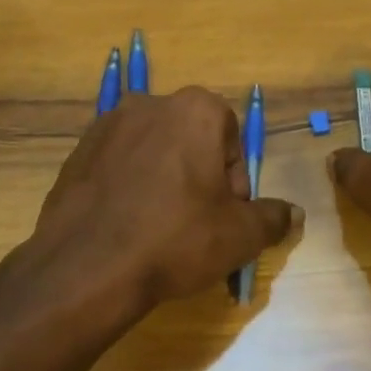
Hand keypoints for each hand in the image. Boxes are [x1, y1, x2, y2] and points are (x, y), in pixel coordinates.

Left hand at [29, 86, 299, 318]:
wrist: (86, 267)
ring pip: (153, 150)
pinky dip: (128, 186)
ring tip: (158, 227)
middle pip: (191, 139)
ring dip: (163, 179)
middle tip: (196, 222)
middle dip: (199, 175)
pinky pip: (118, 164)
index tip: (226, 213)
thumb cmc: (175, 238)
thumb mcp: (240, 235)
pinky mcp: (77, 151)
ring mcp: (107, 125)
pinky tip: (126, 225)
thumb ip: (273, 218)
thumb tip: (294, 213)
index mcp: (195, 109)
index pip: (231, 135)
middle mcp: (150, 104)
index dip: (234, 178)